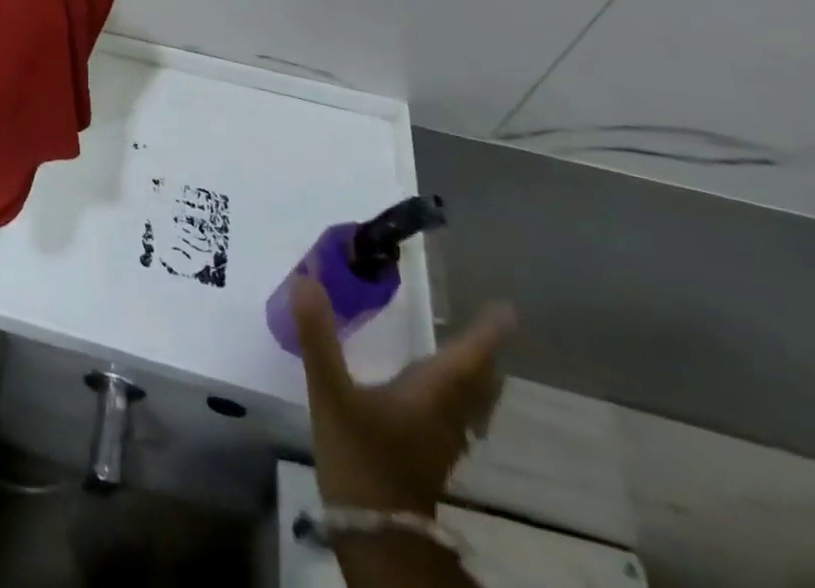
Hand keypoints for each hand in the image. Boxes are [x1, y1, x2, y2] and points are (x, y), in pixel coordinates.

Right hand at [293, 276, 515, 515]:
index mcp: (431, 394)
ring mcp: (440, 440)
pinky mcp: (428, 456)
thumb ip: (318, 336)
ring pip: (471, 404)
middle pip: (478, 383)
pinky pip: (455, 417)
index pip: (468, 357)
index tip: (507, 311)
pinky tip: (434, 395)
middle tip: (491, 328)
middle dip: (485, 355)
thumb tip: (306, 279)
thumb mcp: (331, 393)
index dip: (487, 333)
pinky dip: (457, 397)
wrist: (376, 534)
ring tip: (470, 356)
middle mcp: (445, 415)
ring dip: (475, 379)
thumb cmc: (360, 458)